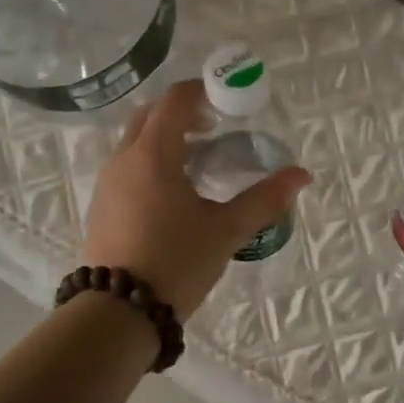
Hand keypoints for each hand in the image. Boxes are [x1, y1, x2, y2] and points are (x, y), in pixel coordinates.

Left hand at [81, 80, 311, 320]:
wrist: (117, 312)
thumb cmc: (176, 262)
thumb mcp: (226, 230)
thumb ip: (264, 199)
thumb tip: (301, 174)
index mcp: (153, 154)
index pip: (174, 100)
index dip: (202, 91)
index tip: (227, 99)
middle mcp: (124, 159)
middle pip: (151, 115)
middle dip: (183, 112)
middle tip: (215, 127)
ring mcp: (108, 183)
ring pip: (136, 141)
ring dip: (166, 138)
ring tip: (200, 160)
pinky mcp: (102, 206)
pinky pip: (128, 166)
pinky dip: (151, 161)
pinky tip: (174, 193)